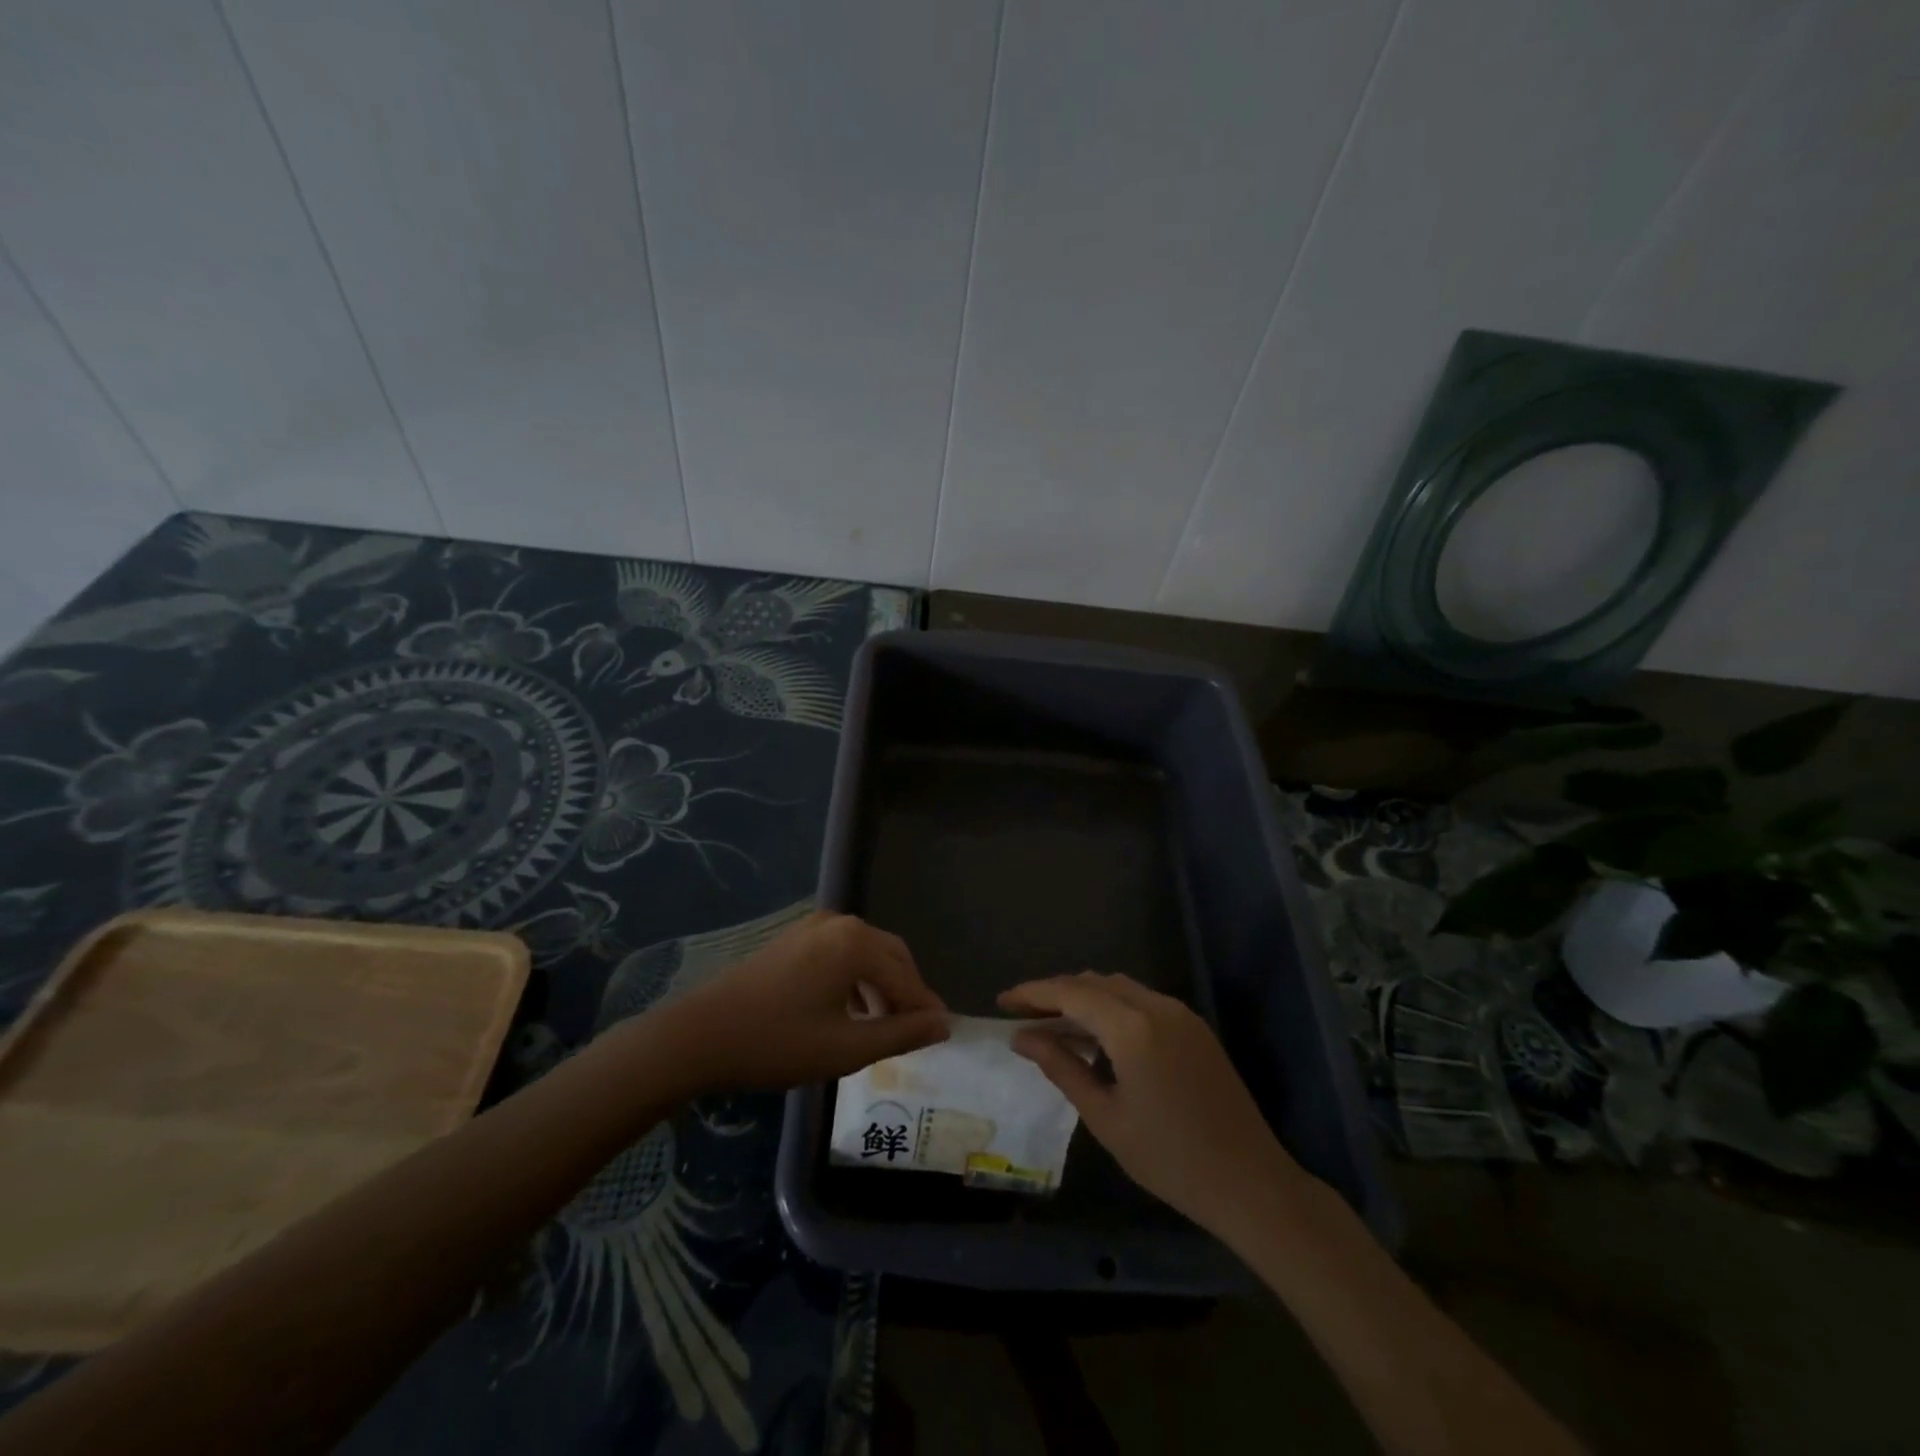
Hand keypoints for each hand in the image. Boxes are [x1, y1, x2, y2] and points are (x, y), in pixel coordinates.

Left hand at [668, 911, 948, 1091]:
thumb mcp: (846, 1048)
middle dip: (906, 991)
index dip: (926, 1007)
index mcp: (856, 944)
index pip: (906, 977)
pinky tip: (851, 1009)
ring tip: (885, 1024)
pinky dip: (857, 977)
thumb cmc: (778, 1043)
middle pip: (891, 954)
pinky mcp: (794, 938)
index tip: (943, 1034)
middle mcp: (840, 924)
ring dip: (882, 984)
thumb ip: (901, 1035)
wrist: (701, 1035)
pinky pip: (842, 952)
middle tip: (917, 1029)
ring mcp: (814, 927)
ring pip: (866, 952)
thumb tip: (943, 1024)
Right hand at [1000, 972, 1308, 1237]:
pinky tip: (1096, 1036)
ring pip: (1119, 987)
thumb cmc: (1170, 1159)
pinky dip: (1111, 1007)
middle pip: (1094, 982)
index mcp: (1132, 1028)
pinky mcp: (1194, 1027)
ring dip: (1084, 997)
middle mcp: (1156, 1006)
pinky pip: (1141, 1001)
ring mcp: (1179, 1013)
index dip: (1033, 993)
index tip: (1002, 1002)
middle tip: (1023, 1015)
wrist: (1250, 1183)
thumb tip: (1021, 1037)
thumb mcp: (1105, 1117)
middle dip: (1056, 992)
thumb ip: (1061, 1068)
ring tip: (1053, 1024)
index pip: (1071, 992)